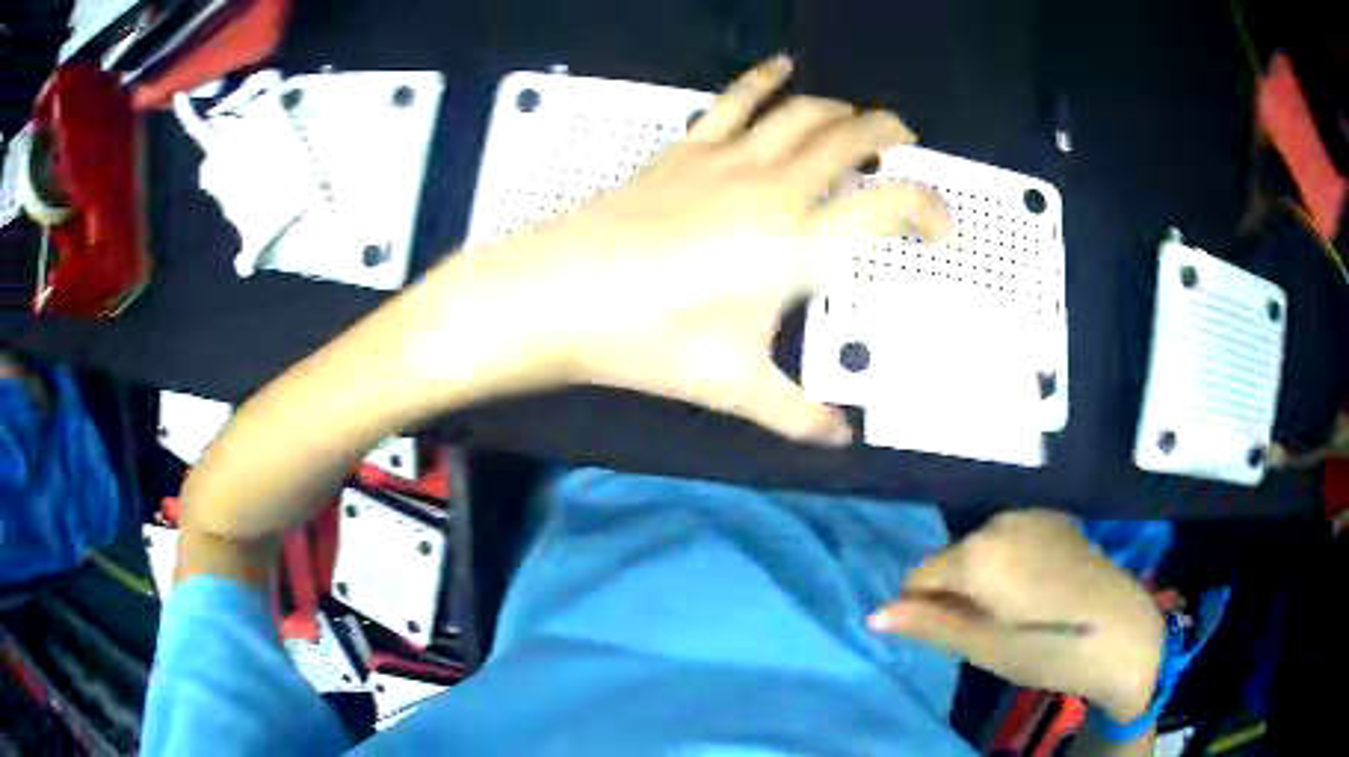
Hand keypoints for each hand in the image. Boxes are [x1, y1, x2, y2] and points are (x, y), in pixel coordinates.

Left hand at [432, 56, 949, 444]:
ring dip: (839, 108)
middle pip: (850, 140)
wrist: (559, 296)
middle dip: (888, 135)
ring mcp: (726, 160)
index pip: (887, 210)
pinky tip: (782, 67)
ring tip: (858, 118)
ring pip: (802, 113)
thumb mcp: (731, 386)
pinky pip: (734, 99)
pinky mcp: (686, 149)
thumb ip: (796, 415)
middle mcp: (773, 190)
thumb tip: (839, 441)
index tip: (941, 223)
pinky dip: (764, 78)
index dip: (927, 208)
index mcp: (796, 248)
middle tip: (905, 143)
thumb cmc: (648, 342)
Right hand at [870, 511, 1163, 721]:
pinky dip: (1010, 563)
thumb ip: (928, 624)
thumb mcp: (982, 646)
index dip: (923, 608)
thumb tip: (874, 615)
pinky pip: (1013, 539)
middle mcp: (1001, 520)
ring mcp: (1033, 515)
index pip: (920, 575)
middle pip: (953, 558)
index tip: (948, 634)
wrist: (1121, 632)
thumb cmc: (1046, 647)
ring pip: (983, 548)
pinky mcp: (1056, 520)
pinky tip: (1036, 591)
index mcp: (978, 552)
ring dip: (983, 577)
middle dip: (956, 591)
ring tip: (1012, 613)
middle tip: (984, 630)